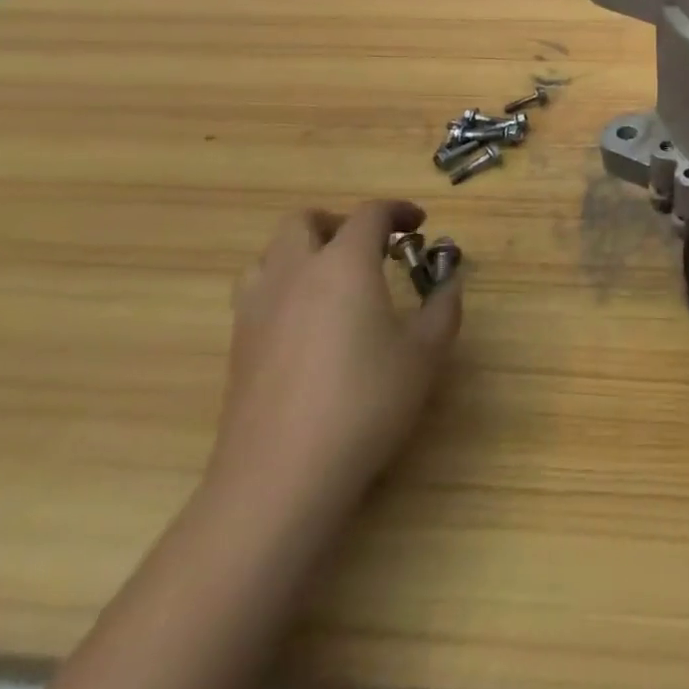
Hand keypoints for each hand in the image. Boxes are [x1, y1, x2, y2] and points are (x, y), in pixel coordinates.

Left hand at [211, 200, 462, 514]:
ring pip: (271, 255)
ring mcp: (258, 309)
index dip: (398, 211)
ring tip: (333, 280)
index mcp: (344, 263)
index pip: (369, 214)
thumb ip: (443, 307)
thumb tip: (449, 282)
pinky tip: (309, 324)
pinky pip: (259, 294)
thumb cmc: (365, 402)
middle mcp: (295, 273)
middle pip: (304, 221)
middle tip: (370, 246)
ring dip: (304, 252)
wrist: (280, 478)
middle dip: (339, 222)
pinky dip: (285, 288)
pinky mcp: (238, 347)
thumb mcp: (425, 353)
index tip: (420, 225)